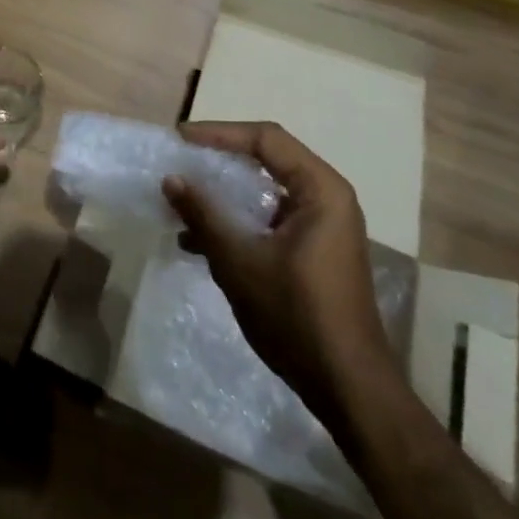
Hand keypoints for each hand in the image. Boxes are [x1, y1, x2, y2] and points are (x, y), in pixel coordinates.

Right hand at [164, 121, 398, 424]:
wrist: (347, 385)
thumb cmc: (295, 315)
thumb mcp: (239, 261)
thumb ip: (204, 214)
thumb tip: (171, 179)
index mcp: (320, 190)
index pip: (266, 139)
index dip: (219, 133)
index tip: (180, 139)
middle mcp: (327, 198)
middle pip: (267, 160)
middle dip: (220, 161)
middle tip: (181, 161)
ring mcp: (324, 226)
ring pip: (266, 192)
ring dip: (225, 195)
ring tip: (183, 203)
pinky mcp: (316, 250)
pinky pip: (271, 219)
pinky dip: (239, 221)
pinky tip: (202, 241)